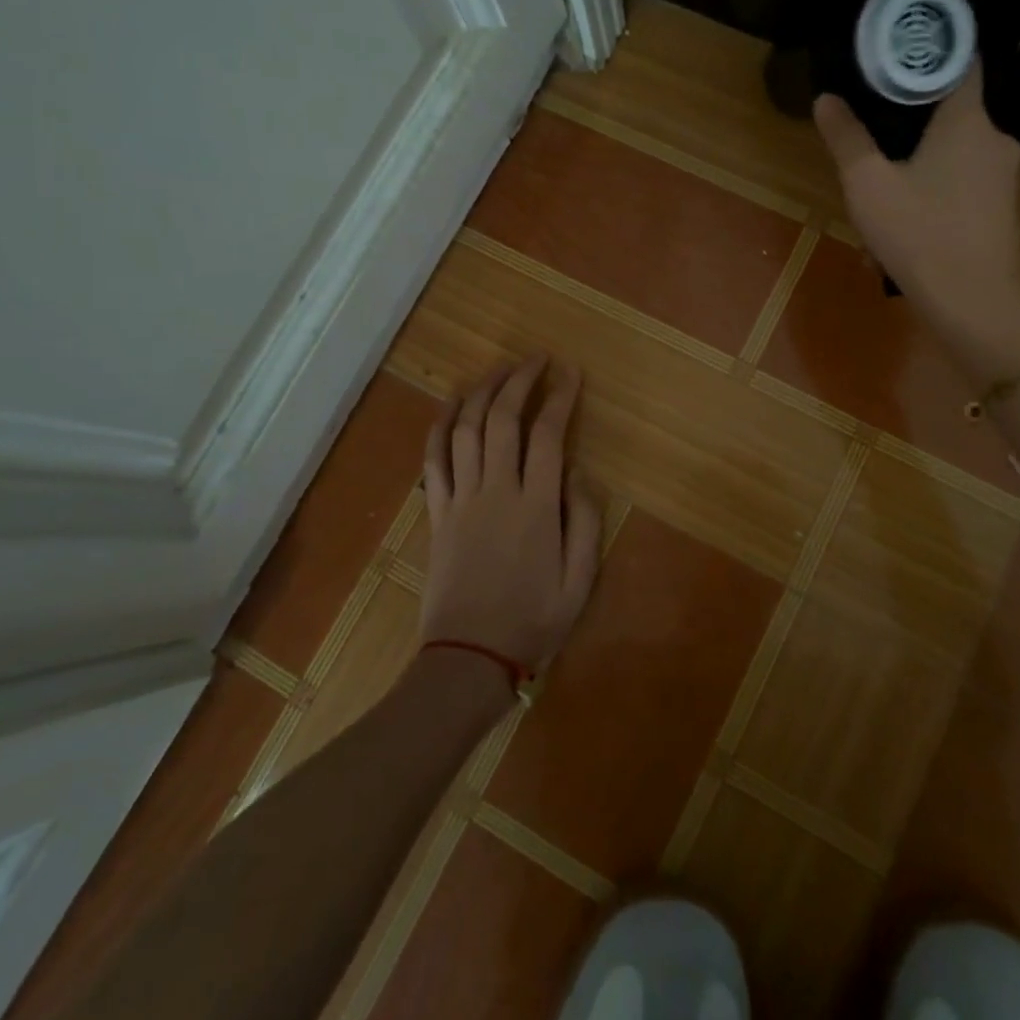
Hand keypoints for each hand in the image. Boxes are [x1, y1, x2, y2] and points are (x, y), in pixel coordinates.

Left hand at [420, 356, 600, 675]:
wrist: (468, 659)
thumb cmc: (532, 621)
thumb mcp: (580, 580)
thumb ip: (584, 520)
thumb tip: (579, 471)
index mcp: (535, 507)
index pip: (548, 435)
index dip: (560, 397)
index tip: (570, 373)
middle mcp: (496, 491)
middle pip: (502, 420)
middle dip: (520, 381)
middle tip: (536, 360)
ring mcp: (460, 500)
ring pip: (465, 430)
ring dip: (481, 392)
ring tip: (498, 371)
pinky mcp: (437, 513)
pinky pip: (434, 460)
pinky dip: (440, 426)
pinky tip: (450, 404)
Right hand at [814, 68, 1019, 385]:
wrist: (972, 305)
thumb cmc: (919, 234)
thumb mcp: (868, 184)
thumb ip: (847, 138)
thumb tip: (826, 99)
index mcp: (968, 120)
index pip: (960, 61)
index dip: (930, 51)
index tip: (897, 53)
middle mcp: (995, 138)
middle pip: (952, 109)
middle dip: (912, 116)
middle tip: (872, 127)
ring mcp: (1003, 175)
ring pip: (955, 150)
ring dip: (919, 160)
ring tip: (880, 182)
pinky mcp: (1002, 207)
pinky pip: (963, 181)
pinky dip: (935, 186)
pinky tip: (905, 217)